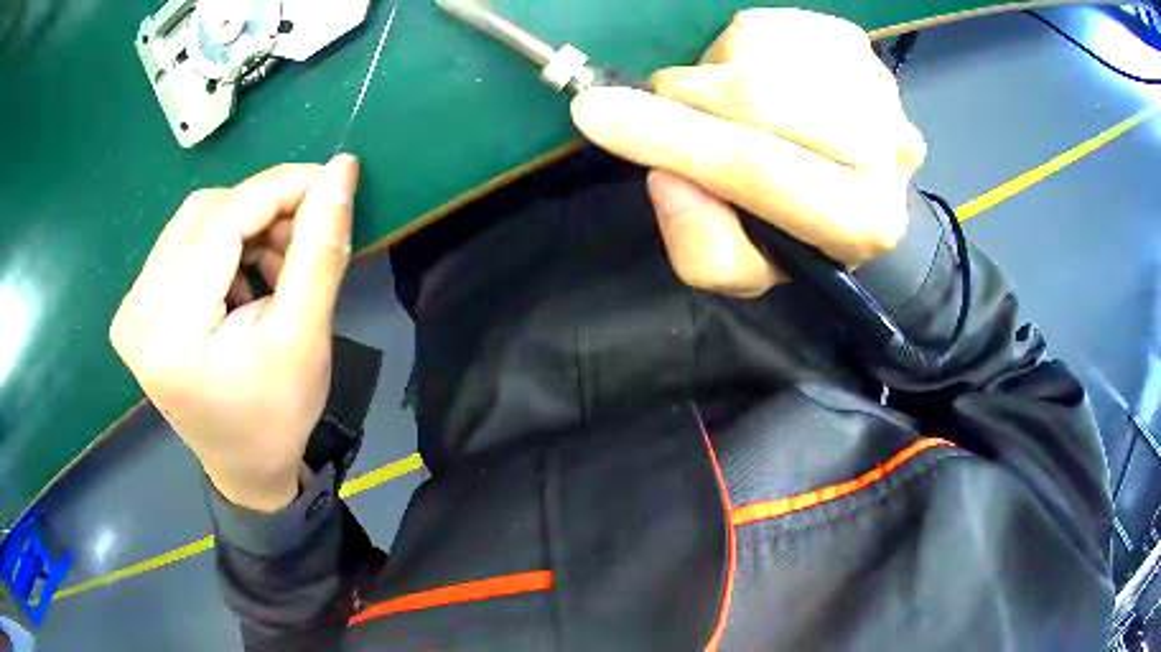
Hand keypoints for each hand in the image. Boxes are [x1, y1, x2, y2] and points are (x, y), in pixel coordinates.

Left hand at [110, 156, 358, 511]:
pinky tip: (246, 277)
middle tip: (306, 237)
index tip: (331, 178)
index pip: (221, 221)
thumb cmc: (277, 416)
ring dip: (244, 226)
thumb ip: (320, 248)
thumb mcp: (306, 336)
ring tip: (277, 267)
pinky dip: (223, 244)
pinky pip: (183, 243)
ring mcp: (131, 309)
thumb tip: (342, 169)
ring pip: (194, 222)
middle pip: (204, 215)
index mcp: (170, 333)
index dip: (279, 188)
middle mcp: (137, 312)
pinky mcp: (137, 307)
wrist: (245, 467)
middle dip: (263, 211)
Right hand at [571, 9, 926, 297]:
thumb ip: (701, 247)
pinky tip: (756, 78)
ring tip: (727, 105)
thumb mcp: (744, 267)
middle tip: (664, 106)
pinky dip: (738, 49)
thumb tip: (666, 175)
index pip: (760, 171)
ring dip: (716, 75)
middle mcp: (887, 151)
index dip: (673, 141)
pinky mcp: (855, 43)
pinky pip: (767, 27)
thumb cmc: (793, 228)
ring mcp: (876, 86)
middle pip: (761, 97)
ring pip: (758, 54)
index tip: (596, 114)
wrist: (847, 180)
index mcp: (863, 223)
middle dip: (689, 100)